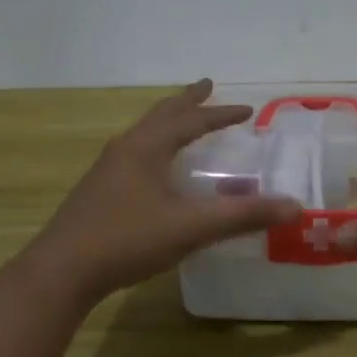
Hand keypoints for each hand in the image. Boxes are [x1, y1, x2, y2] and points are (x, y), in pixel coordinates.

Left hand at [22, 79, 301, 304]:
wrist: (62, 271)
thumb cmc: (127, 240)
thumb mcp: (191, 228)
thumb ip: (242, 216)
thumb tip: (293, 206)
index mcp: (147, 147)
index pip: (191, 121)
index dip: (220, 114)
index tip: (246, 109)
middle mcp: (126, 149)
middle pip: (161, 115)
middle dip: (186, 101)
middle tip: (205, 86)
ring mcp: (107, 169)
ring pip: (143, 133)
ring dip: (167, 122)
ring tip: (182, 121)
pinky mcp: (98, 191)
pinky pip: (134, 153)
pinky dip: (154, 146)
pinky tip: (155, 170)